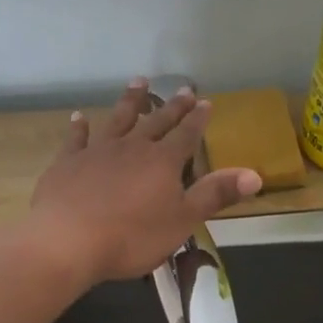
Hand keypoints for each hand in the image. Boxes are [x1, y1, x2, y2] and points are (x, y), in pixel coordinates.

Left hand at [28, 79, 260, 284]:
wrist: (67, 240)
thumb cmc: (132, 236)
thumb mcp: (182, 220)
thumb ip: (215, 195)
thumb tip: (255, 175)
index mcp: (163, 162)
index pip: (186, 135)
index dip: (198, 120)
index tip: (206, 102)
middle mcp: (132, 147)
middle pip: (156, 121)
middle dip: (172, 106)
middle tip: (182, 88)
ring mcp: (98, 151)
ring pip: (118, 119)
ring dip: (130, 101)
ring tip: (138, 82)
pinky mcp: (67, 162)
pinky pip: (76, 138)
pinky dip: (79, 126)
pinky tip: (78, 117)